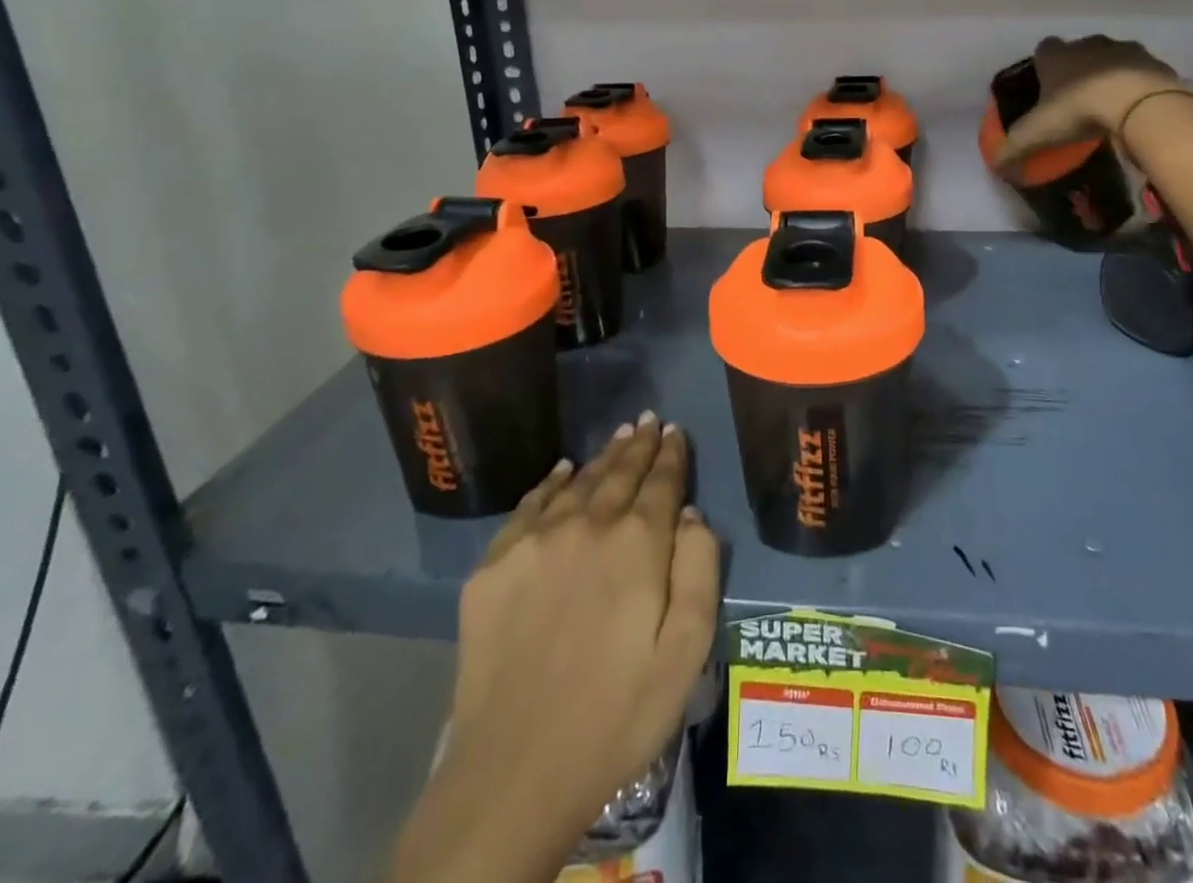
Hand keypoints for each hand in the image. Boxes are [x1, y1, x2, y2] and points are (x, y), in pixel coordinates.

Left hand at [393, 414, 719, 882]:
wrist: (514, 772)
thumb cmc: (618, 715)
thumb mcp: (686, 652)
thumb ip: (699, 571)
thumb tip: (691, 515)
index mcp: (637, 545)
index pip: (660, 482)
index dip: (670, 454)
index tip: (674, 431)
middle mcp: (586, 526)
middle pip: (618, 473)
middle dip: (638, 445)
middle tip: (647, 420)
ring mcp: (534, 542)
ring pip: (577, 483)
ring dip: (601, 458)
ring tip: (617, 438)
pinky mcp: (493, 567)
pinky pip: (529, 506)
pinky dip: (550, 483)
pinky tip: (561, 471)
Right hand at [993, 35, 1184, 162]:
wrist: (1138, 103)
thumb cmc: (1078, 109)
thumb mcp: (1037, 133)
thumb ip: (1012, 148)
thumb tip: (995, 164)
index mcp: (1056, 55)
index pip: (1043, 50)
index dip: (1043, 66)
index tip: (1046, 88)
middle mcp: (1088, 44)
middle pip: (1078, 52)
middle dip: (1077, 71)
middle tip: (1076, 101)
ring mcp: (1124, 49)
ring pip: (1111, 59)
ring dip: (1109, 76)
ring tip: (1108, 107)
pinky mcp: (1154, 62)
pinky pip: (1140, 73)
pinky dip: (1136, 87)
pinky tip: (1135, 110)